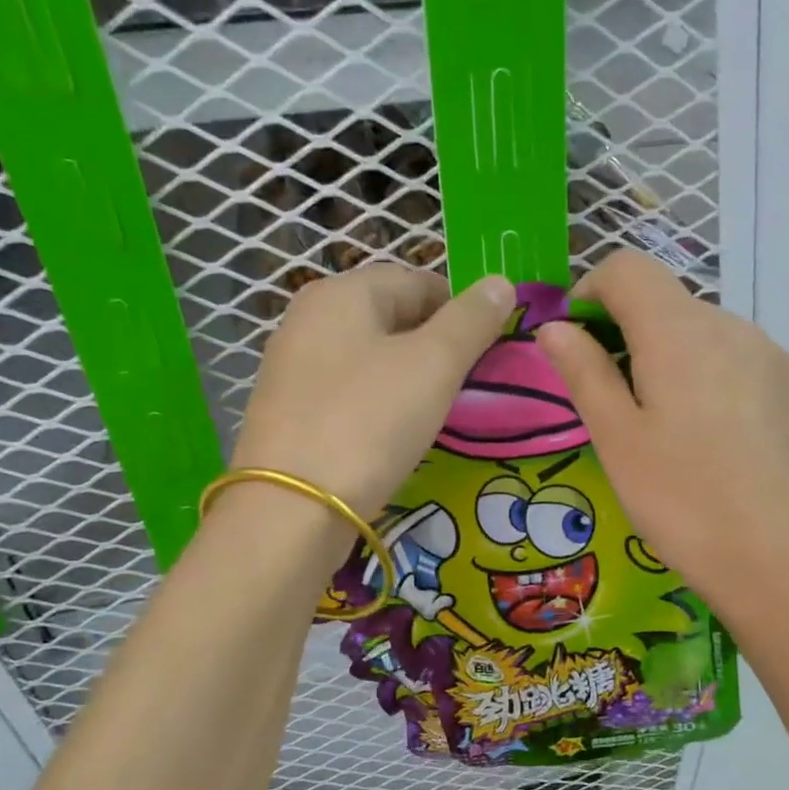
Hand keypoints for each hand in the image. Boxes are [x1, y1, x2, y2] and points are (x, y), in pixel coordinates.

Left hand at [232, 264, 514, 520]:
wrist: (292, 508)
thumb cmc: (370, 422)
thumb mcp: (434, 364)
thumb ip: (471, 320)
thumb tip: (500, 283)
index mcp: (342, 292)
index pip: (417, 281)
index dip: (461, 310)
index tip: (487, 352)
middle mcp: (308, 318)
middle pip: (391, 317)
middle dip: (434, 345)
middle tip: (464, 385)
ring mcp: (292, 366)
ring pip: (369, 357)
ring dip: (407, 376)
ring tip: (433, 412)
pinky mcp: (288, 411)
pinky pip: (347, 391)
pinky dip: (376, 403)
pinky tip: (391, 433)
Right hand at [534, 251, 788, 629]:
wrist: (776, 559)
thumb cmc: (679, 499)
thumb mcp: (616, 438)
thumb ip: (584, 371)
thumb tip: (555, 327)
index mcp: (678, 331)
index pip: (627, 267)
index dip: (592, 291)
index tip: (580, 341)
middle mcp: (733, 325)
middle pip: (669, 304)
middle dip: (634, 335)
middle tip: (621, 403)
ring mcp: (776, 353)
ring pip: (709, 335)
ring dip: (679, 359)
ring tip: (675, 429)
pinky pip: (747, 362)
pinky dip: (721, 379)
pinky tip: (723, 438)